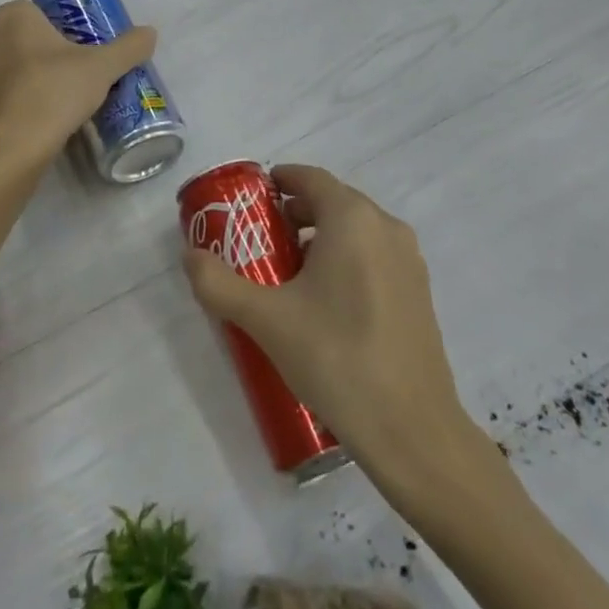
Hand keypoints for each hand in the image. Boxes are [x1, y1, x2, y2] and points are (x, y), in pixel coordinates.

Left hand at [0, 0, 156, 170]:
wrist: (14, 149)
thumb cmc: (55, 92)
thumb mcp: (103, 68)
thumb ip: (129, 47)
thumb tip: (150, 33)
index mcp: (13, 16)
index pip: (41, 11)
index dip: (64, 28)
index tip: (84, 50)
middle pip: (24, 37)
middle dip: (47, 51)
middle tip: (76, 73)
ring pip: (9, 64)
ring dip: (29, 74)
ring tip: (59, 97)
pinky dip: (16, 99)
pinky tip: (39, 117)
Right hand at [182, 164, 502, 492]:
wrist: (413, 430)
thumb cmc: (336, 358)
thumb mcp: (266, 320)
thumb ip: (219, 283)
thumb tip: (189, 256)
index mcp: (353, 219)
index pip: (310, 178)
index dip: (279, 181)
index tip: (251, 200)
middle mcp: (386, 227)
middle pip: (333, 201)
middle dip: (295, 212)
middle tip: (261, 238)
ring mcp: (409, 260)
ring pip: (356, 230)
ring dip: (321, 237)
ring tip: (288, 272)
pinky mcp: (419, 292)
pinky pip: (375, 256)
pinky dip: (346, 259)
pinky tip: (325, 302)